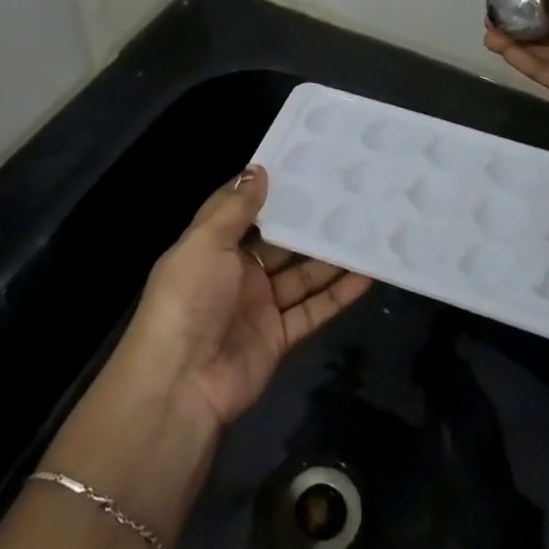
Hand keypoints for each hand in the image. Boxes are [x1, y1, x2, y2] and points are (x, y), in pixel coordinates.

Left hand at [115, 166, 372, 433]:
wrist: (182, 383)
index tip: (305, 166)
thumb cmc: (188, 300)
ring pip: (302, 275)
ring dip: (330, 257)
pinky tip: (367, 275)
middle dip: (308, 223)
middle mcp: (236, 273)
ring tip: (366, 230)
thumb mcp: (205, 244)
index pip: (244, 212)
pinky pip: (313, 310)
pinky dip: (339, 295)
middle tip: (348, 196)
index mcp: (213, 247)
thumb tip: (258, 169)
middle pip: (280, 244)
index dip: (270, 191)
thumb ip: (234, 209)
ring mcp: (259, 306)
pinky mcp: (279, 336)